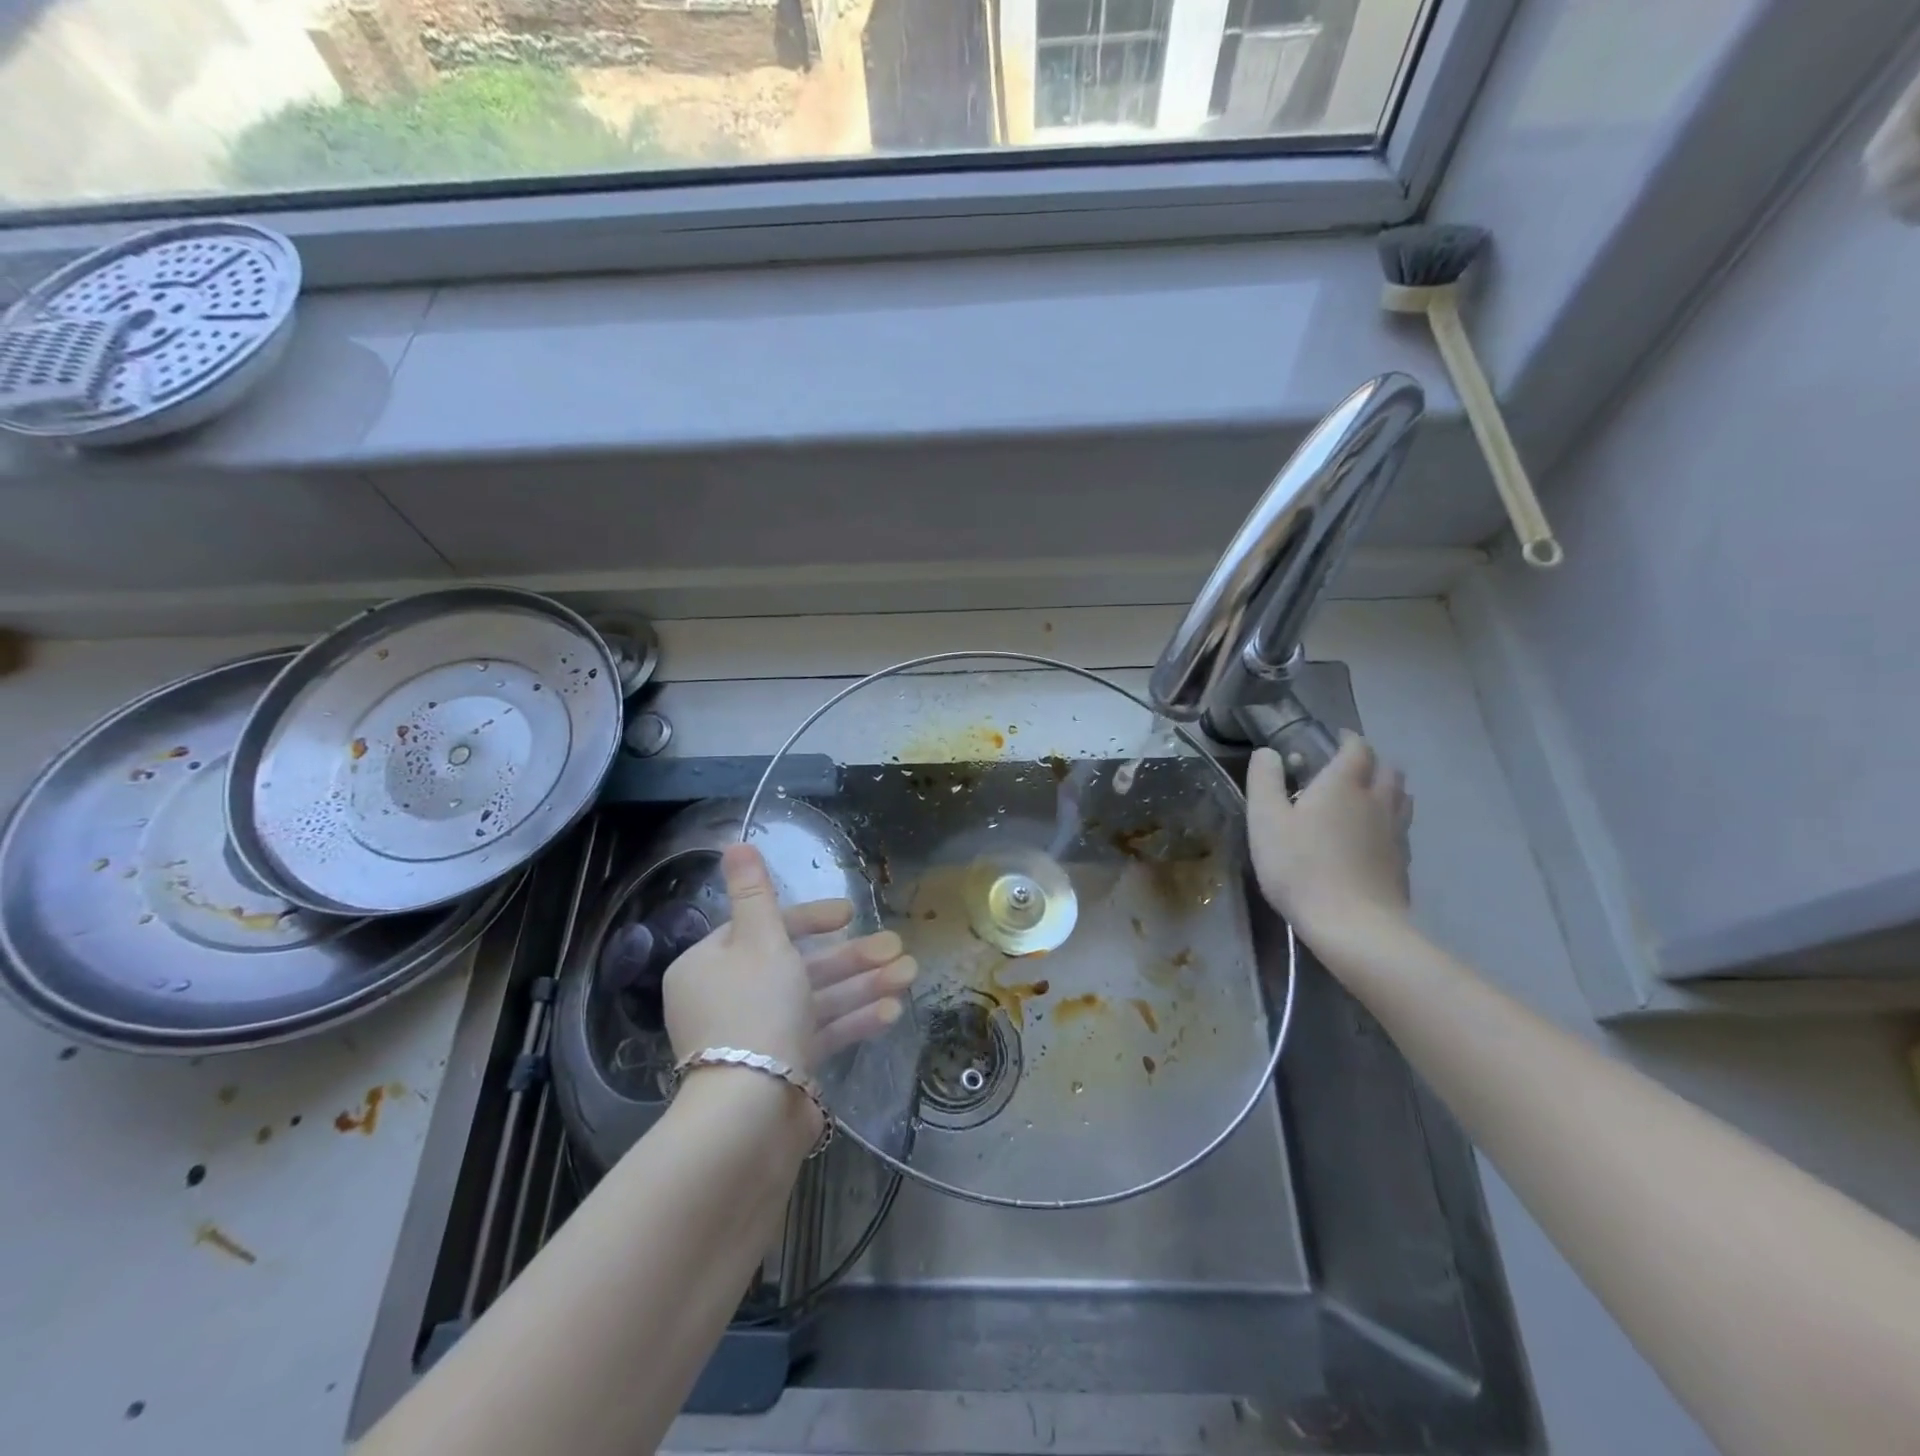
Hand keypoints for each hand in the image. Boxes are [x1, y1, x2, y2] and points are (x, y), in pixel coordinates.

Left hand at [663, 844, 916, 1076]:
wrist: (751, 1115)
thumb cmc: (756, 1010)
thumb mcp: (760, 940)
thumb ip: (755, 892)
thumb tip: (735, 842)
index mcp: (710, 965)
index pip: (765, 929)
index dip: (811, 919)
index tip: (848, 914)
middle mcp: (728, 998)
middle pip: (797, 965)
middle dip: (850, 956)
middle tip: (896, 946)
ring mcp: (756, 1036)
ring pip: (815, 999)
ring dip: (862, 985)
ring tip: (909, 974)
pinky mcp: (781, 1068)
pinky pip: (819, 1034)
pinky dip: (852, 1020)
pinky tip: (892, 1010)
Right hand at [1246, 734, 1412, 941]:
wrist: (1352, 924)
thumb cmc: (1300, 866)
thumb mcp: (1265, 820)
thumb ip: (1264, 780)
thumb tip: (1268, 753)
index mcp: (1343, 784)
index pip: (1357, 748)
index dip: (1347, 739)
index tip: (1335, 739)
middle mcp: (1376, 800)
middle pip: (1387, 769)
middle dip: (1370, 763)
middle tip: (1346, 771)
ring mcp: (1395, 832)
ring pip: (1401, 797)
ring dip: (1385, 789)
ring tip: (1363, 800)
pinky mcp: (1402, 862)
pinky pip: (1401, 828)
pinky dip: (1389, 821)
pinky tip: (1371, 838)